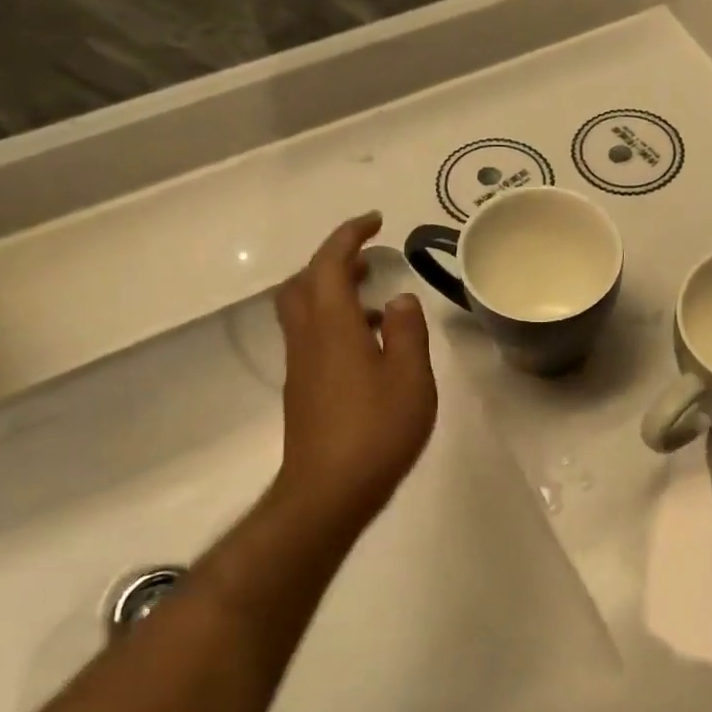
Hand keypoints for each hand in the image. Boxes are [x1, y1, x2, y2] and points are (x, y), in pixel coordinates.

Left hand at [269, 213, 437, 535]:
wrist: (329, 491)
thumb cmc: (377, 429)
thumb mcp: (410, 377)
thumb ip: (406, 331)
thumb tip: (398, 299)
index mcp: (333, 326)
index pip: (330, 264)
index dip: (349, 236)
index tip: (375, 221)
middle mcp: (308, 338)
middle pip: (303, 283)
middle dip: (332, 261)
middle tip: (368, 258)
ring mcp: (301, 366)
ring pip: (303, 310)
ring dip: (332, 291)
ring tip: (375, 299)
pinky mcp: (304, 390)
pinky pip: (312, 337)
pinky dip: (334, 322)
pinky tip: (368, 346)